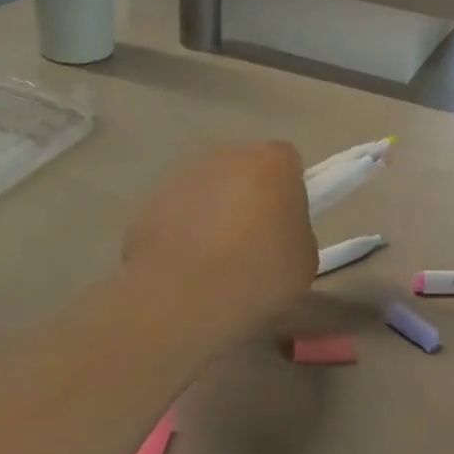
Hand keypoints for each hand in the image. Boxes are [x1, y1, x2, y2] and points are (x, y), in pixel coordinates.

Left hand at [124, 142, 315, 329]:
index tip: (286, 223)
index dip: (288, 190)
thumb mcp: (304, 259)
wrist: (185, 297)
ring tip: (216, 260)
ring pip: (207, 189)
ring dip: (214, 212)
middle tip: (254, 241)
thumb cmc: (258, 274)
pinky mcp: (149, 203)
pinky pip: (178, 212)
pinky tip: (187, 267)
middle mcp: (225, 156)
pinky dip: (183, 231)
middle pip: (243, 169)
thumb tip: (277, 233)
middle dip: (249, 195)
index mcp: (271, 163)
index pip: (287, 162)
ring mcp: (181, 176)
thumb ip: (295, 231)